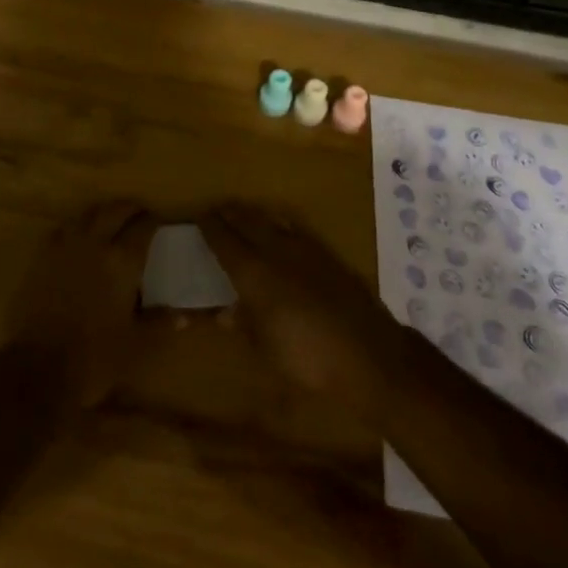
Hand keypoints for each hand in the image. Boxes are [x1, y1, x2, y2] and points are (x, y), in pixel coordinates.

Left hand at [9, 201, 157, 408]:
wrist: (39, 367)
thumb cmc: (95, 356)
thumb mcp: (136, 345)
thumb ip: (159, 324)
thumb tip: (184, 316)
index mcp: (122, 262)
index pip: (143, 228)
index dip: (153, 221)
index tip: (159, 222)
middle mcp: (95, 245)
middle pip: (114, 211)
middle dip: (128, 208)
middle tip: (138, 214)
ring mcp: (66, 248)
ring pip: (86, 215)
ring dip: (102, 213)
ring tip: (110, 221)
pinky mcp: (43, 258)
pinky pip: (63, 231)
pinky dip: (76, 228)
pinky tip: (79, 240)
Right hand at [199, 204, 399, 424]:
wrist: (368, 354)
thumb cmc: (307, 357)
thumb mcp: (265, 348)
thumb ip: (243, 324)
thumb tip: (222, 313)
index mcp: (253, 272)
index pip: (224, 240)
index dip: (210, 227)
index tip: (199, 216)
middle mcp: (275, 251)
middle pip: (247, 222)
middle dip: (230, 214)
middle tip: (217, 210)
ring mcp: (304, 249)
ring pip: (271, 221)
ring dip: (254, 215)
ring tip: (243, 214)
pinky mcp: (327, 255)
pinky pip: (295, 229)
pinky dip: (280, 224)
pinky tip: (281, 230)